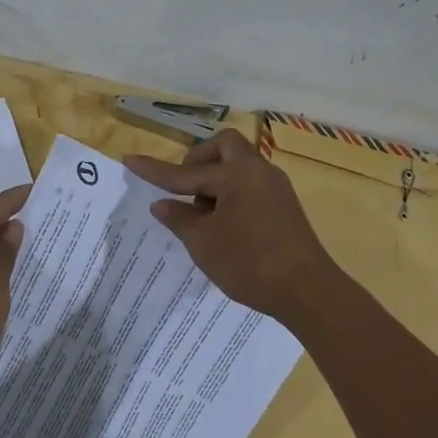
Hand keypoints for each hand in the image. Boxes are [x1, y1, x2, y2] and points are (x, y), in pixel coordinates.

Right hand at [124, 129, 339, 321]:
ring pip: (239, 167)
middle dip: (198, 161)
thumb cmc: (249, 263)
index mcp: (236, 175)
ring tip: (201, 215)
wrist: (307, 290)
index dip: (155, 170)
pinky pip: (250, 186)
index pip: (186, 172)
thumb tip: (162, 204)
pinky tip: (222, 225)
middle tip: (185, 188)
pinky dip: (231, 195)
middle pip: (224, 147)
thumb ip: (180, 218)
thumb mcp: (203, 243)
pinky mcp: (284, 207)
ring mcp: (276, 188)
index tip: (129, 160)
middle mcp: (258, 172)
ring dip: (215, 180)